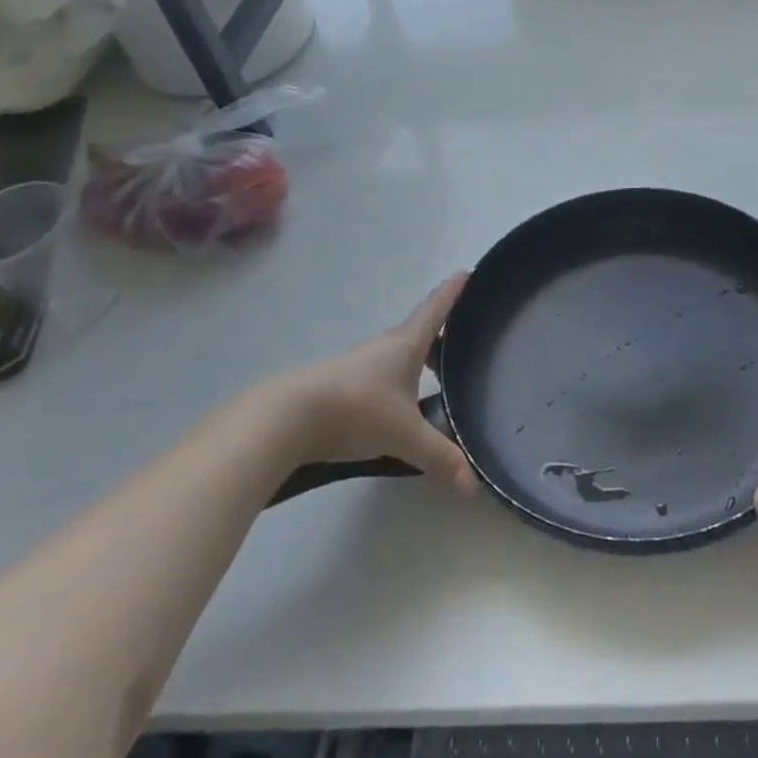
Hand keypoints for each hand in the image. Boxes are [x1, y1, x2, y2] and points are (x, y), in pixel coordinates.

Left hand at [267, 273, 474, 492]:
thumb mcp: (404, 435)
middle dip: (441, 331)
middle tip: (463, 338)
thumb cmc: (355, 411)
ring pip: (397, 353)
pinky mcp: (340, 384)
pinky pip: (379, 373)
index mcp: (406, 345)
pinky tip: (398, 403)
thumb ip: (439, 456)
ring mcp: (358, 364)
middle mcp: (384, 347)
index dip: (453, 291)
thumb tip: (472, 485)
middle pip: (418, 330)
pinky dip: (396, 379)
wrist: (285, 419)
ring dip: (417, 358)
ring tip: (435, 375)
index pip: (436, 309)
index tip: (468, 271)